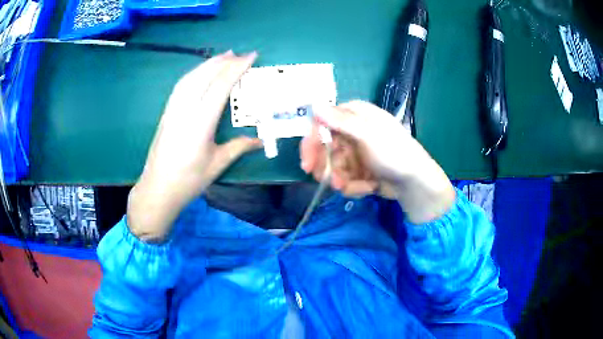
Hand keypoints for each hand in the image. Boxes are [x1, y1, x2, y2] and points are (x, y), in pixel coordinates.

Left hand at [128, 51, 260, 240]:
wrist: (157, 189)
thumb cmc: (188, 181)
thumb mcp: (216, 165)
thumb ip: (238, 148)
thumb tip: (260, 141)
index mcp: (200, 124)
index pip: (220, 86)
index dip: (236, 68)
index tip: (251, 57)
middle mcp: (184, 111)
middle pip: (204, 76)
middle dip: (224, 61)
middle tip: (241, 53)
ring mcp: (173, 110)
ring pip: (191, 77)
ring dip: (208, 63)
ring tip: (224, 56)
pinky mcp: (166, 112)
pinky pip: (181, 85)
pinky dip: (194, 73)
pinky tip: (201, 71)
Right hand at [300, 101, 455, 223]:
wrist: (415, 182)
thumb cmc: (395, 153)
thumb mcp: (368, 135)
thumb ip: (341, 121)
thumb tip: (314, 105)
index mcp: (353, 116)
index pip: (321, 125)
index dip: (311, 144)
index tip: (307, 164)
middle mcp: (351, 131)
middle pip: (324, 149)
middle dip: (328, 168)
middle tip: (333, 182)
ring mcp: (354, 152)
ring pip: (332, 167)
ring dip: (343, 180)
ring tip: (360, 187)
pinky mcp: (358, 169)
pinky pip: (344, 179)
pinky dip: (354, 186)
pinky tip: (369, 187)